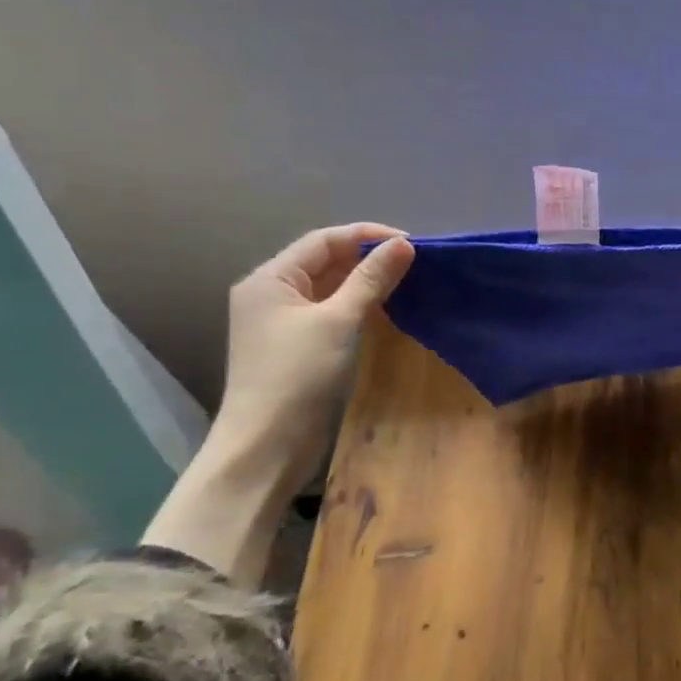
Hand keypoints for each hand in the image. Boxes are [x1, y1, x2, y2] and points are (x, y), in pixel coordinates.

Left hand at [145, 224, 414, 584]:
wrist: (266, 445)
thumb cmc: (297, 375)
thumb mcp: (339, 320)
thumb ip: (371, 279)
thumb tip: (404, 245)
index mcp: (270, 278)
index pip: (324, 240)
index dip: (368, 236)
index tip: (412, 243)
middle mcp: (271, 293)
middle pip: (325, 261)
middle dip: (368, 257)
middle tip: (414, 262)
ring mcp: (282, 322)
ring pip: (329, 287)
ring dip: (365, 281)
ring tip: (407, 281)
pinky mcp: (296, 346)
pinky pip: (330, 311)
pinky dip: (357, 305)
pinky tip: (385, 308)